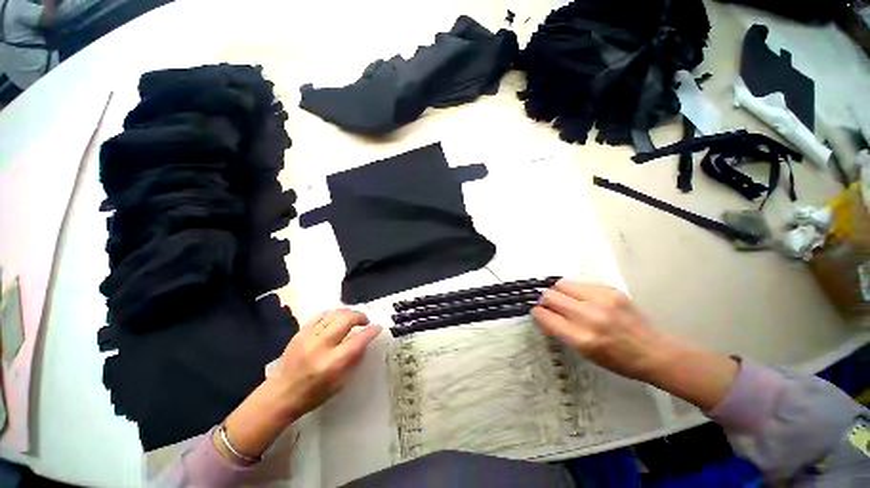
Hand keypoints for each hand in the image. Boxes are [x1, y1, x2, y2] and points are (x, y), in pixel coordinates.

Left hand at [217, 309, 380, 462]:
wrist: (281, 394)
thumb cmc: (314, 393)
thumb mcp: (341, 383)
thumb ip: (354, 359)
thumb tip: (365, 341)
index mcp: (333, 363)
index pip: (358, 340)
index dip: (371, 331)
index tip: (378, 327)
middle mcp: (321, 346)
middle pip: (346, 319)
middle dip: (360, 316)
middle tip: (365, 322)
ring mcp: (309, 337)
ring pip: (334, 313)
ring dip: (348, 313)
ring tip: (352, 318)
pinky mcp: (300, 333)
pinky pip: (320, 315)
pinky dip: (332, 314)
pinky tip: (336, 319)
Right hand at [533, 279, 737, 410]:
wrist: (655, 352)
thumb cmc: (617, 360)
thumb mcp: (584, 353)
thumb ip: (561, 331)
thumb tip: (543, 314)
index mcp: (581, 338)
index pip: (545, 315)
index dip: (537, 313)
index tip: (537, 313)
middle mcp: (589, 315)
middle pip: (550, 295)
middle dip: (545, 300)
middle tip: (549, 306)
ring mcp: (601, 299)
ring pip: (562, 284)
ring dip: (558, 292)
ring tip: (565, 300)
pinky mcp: (611, 290)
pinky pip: (580, 283)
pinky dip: (575, 290)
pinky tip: (582, 298)